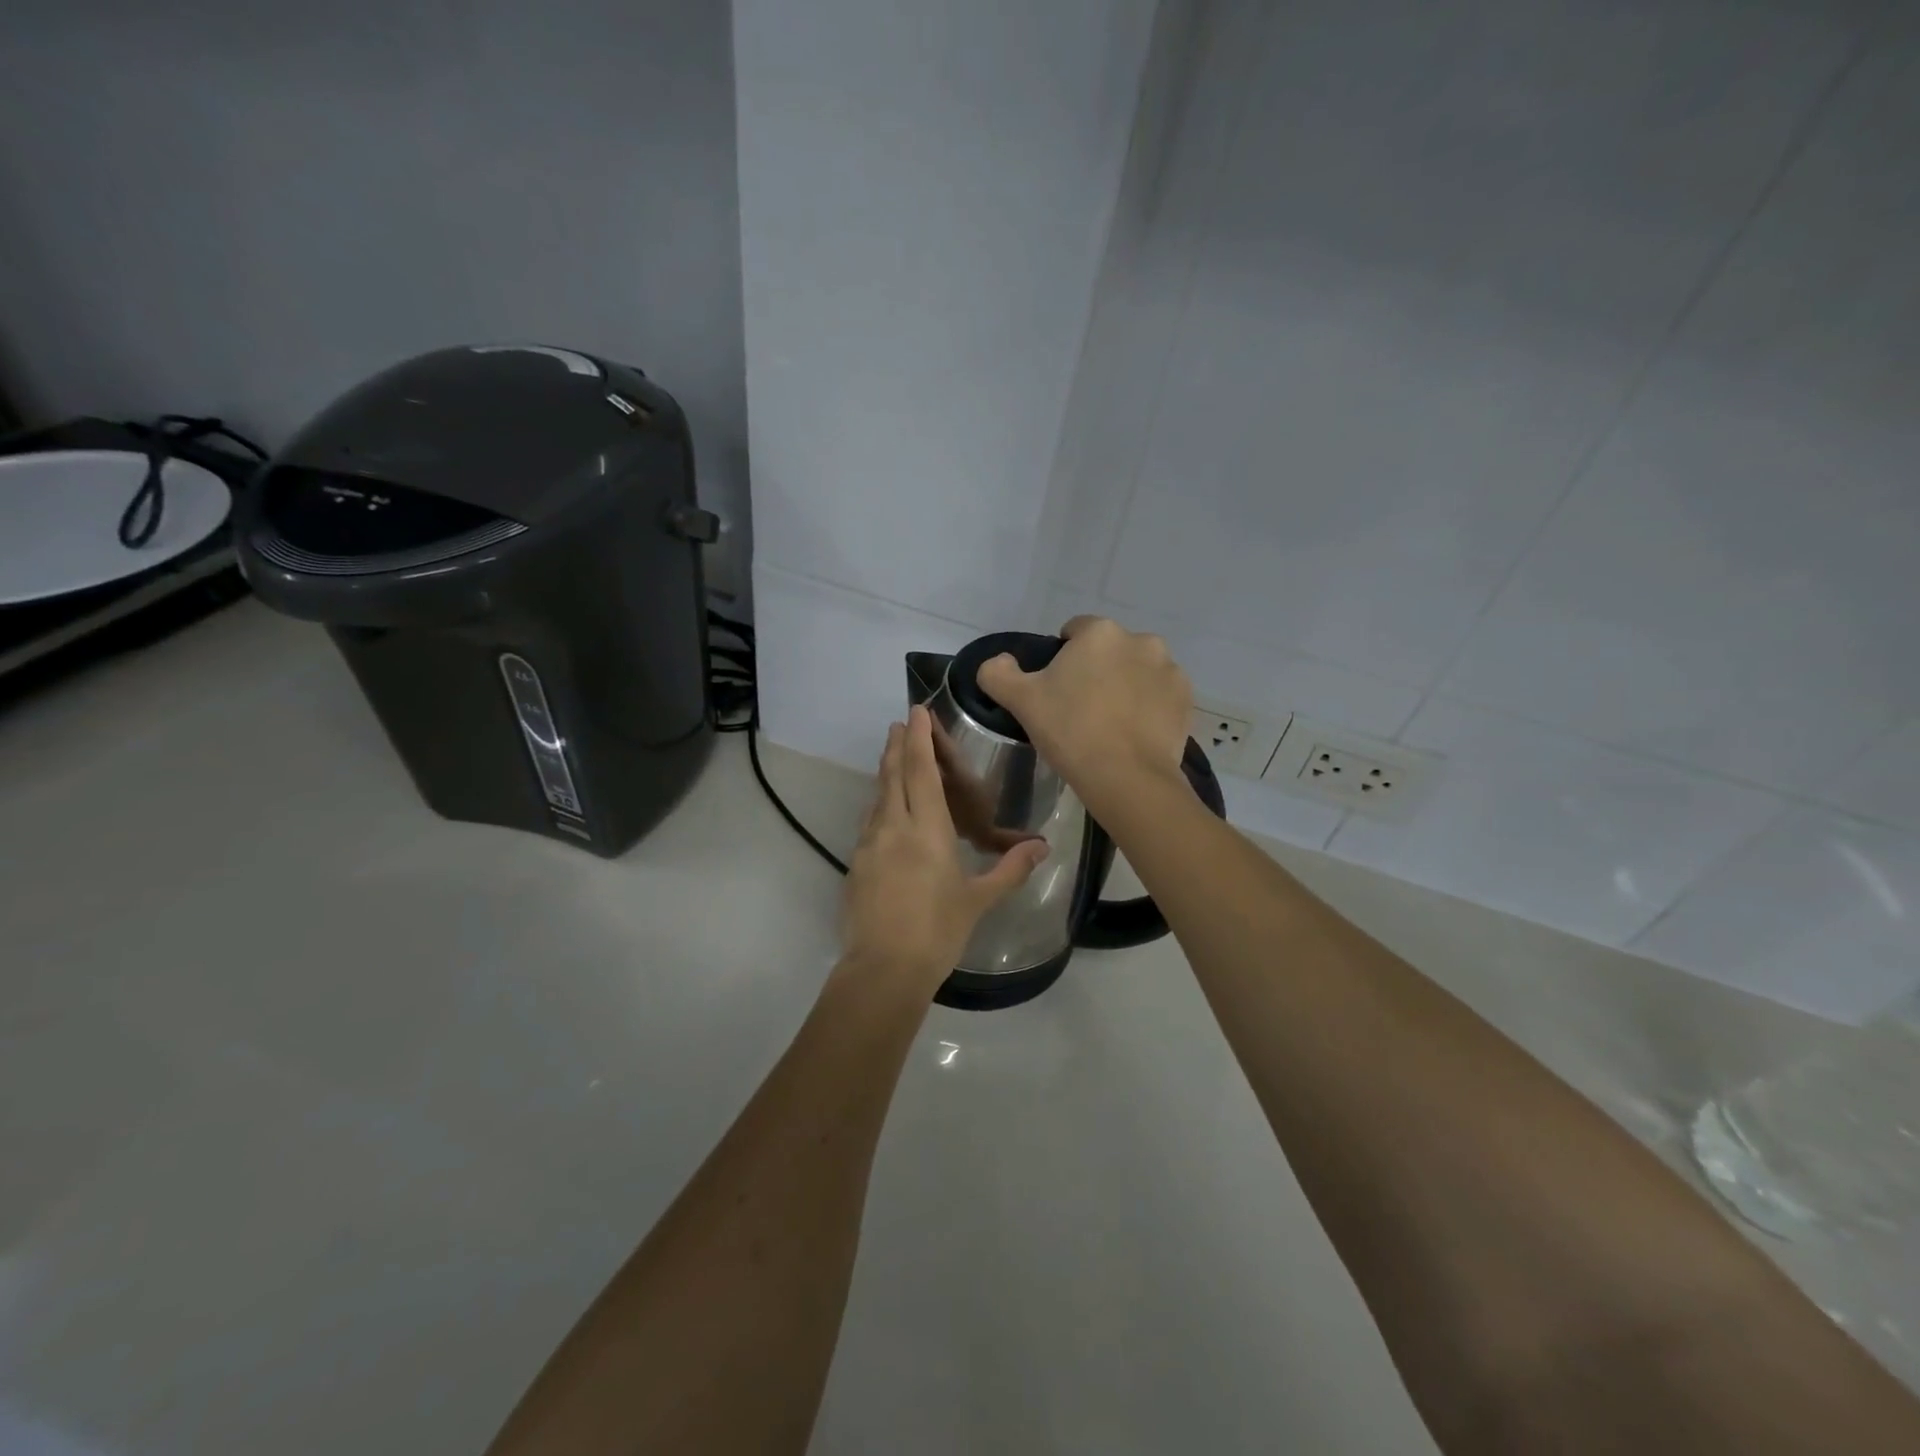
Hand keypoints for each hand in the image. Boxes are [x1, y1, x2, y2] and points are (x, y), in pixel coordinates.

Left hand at [840, 706, 1048, 992]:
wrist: (883, 970)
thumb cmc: (938, 931)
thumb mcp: (979, 900)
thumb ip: (1009, 869)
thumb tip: (1040, 846)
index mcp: (926, 829)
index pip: (920, 770)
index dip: (918, 738)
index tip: (915, 711)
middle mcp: (892, 827)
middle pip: (892, 775)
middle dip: (896, 746)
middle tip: (900, 724)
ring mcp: (868, 846)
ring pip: (877, 798)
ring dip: (885, 774)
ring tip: (893, 760)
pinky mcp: (855, 866)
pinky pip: (869, 824)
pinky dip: (879, 806)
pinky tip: (885, 815)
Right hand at [975, 616, 1191, 816]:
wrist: (1127, 778)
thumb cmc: (1070, 731)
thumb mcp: (1020, 701)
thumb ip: (998, 672)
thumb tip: (998, 662)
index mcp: (1100, 633)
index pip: (1074, 631)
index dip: (1061, 658)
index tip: (1056, 690)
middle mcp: (1141, 641)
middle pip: (1109, 651)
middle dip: (1097, 670)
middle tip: (1080, 709)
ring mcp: (1169, 670)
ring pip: (1137, 671)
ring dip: (1125, 686)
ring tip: (1110, 725)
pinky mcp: (1186, 700)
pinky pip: (1160, 696)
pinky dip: (1149, 707)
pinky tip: (1133, 734)